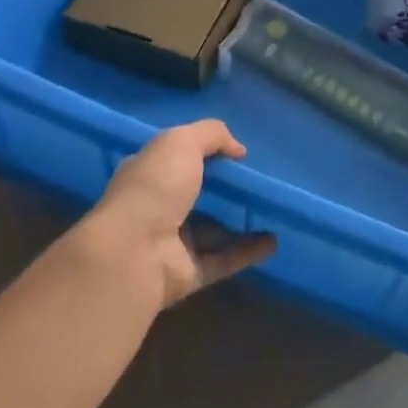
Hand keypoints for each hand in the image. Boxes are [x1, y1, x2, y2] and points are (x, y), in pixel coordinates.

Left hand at [82, 120, 277, 309]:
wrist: (134, 252)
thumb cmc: (154, 186)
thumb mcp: (182, 142)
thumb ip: (212, 135)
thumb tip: (238, 148)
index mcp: (148, 174)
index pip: (175, 160)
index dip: (203, 154)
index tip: (235, 154)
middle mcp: (158, 208)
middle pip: (197, 196)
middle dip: (225, 190)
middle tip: (259, 182)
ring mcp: (173, 243)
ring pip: (213, 230)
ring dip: (240, 222)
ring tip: (273, 211)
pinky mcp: (189, 272)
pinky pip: (224, 259)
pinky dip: (248, 251)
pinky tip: (273, 241)